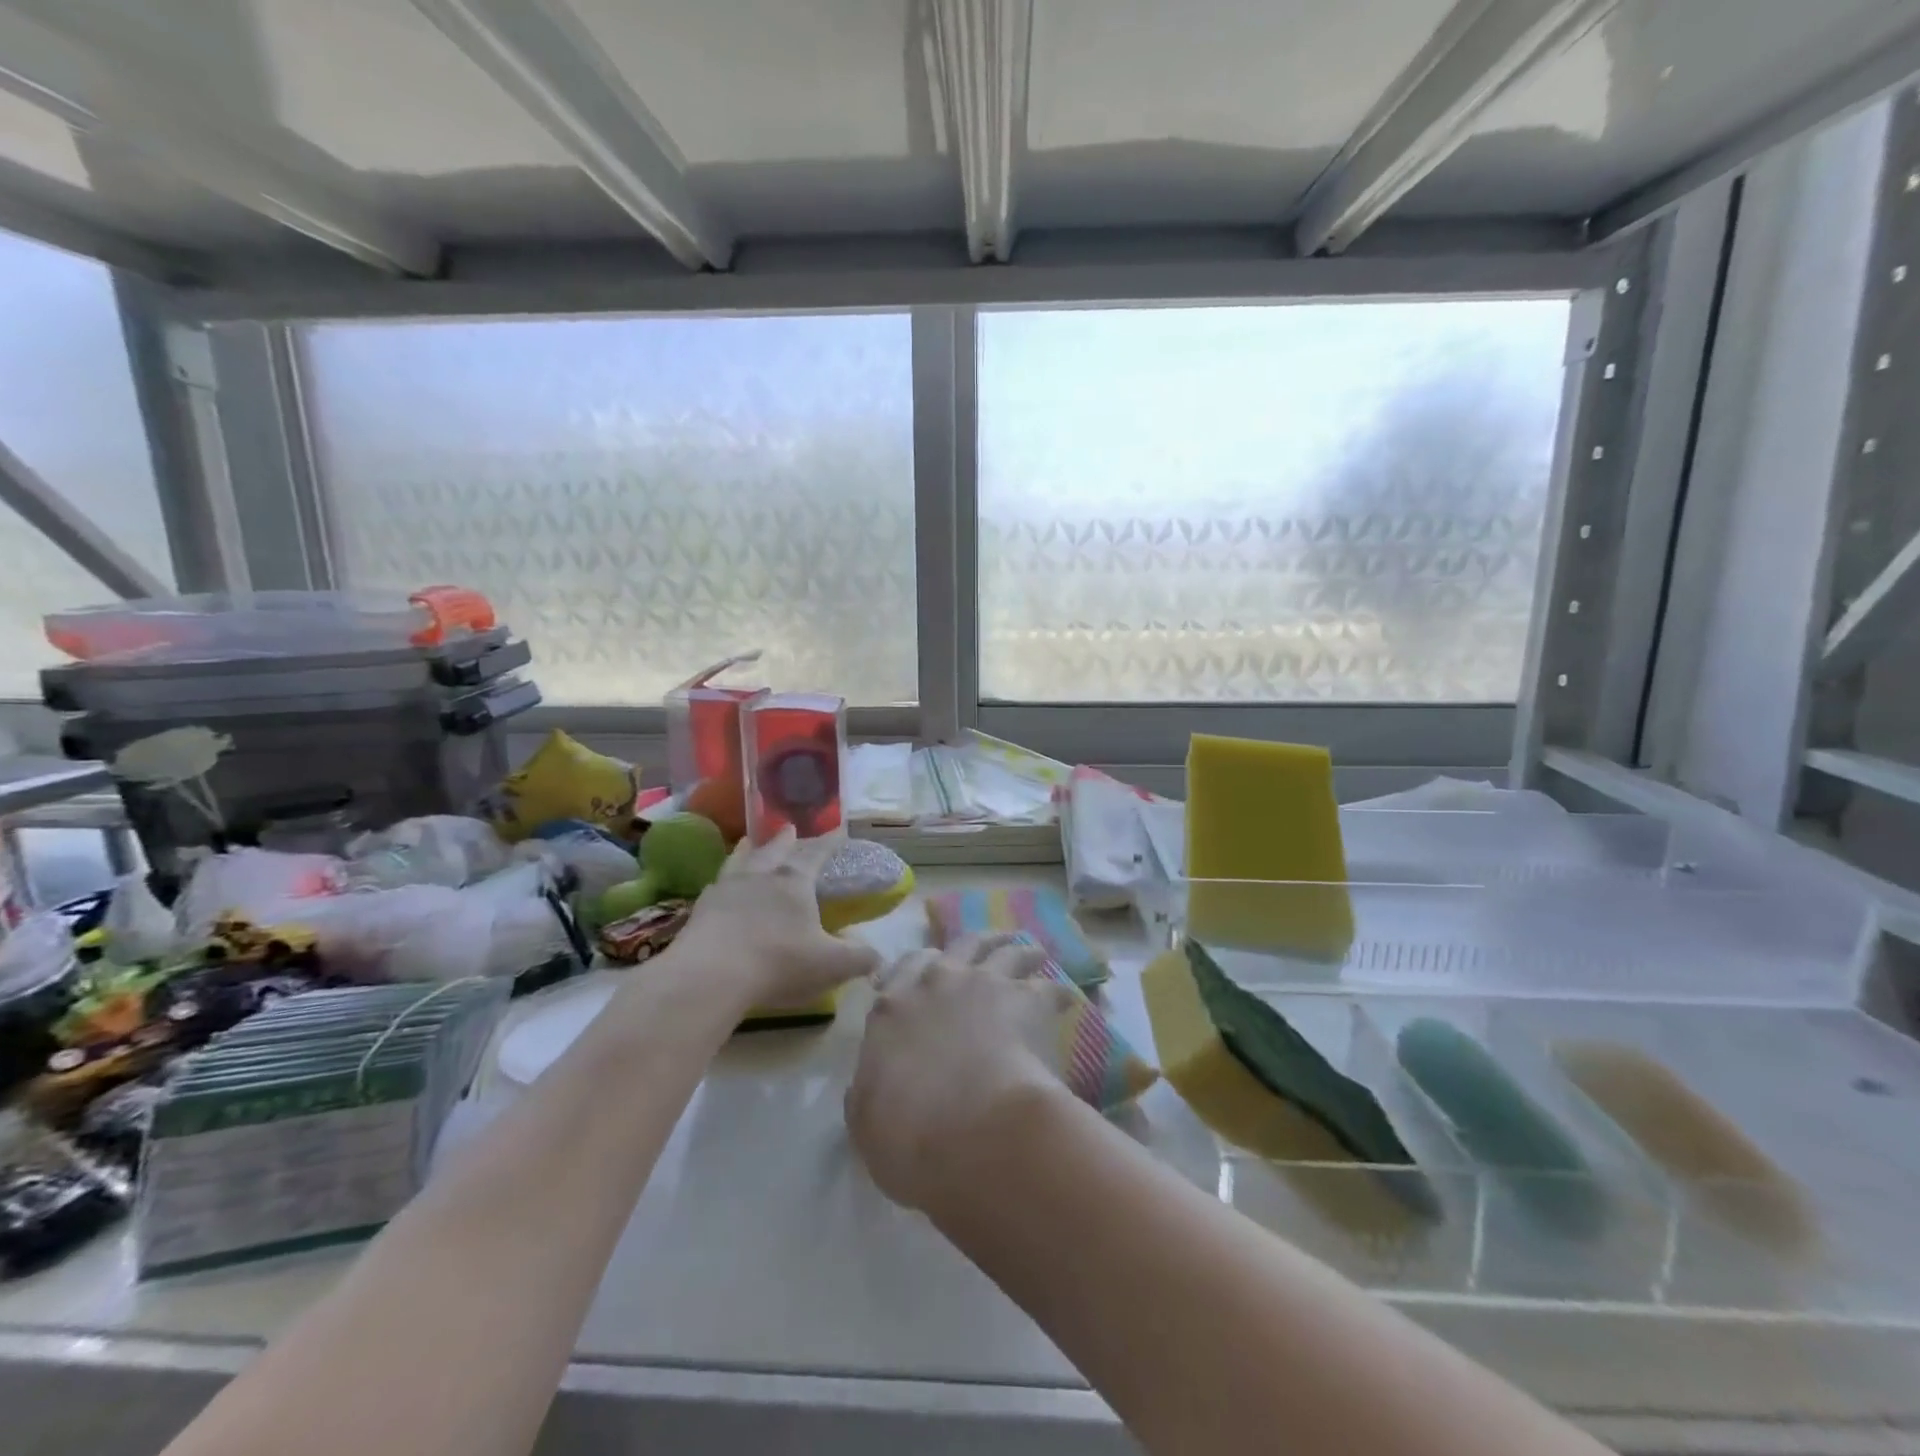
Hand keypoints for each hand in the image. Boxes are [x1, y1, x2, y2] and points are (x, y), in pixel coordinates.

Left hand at [671, 827, 878, 1007]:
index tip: (838, 829)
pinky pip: (716, 885)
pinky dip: (723, 880)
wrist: (710, 975)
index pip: (816, 854)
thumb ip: (858, 958)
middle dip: (785, 840)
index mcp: (794, 882)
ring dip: (748, 851)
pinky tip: (720, 885)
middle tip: (789, 828)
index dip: (829, 842)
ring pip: (740, 861)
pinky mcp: (701, 909)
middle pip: (775, 850)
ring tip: (748, 843)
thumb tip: (878, 956)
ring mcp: (726, 890)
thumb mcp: (831, 965)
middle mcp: (760, 876)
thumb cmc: (778, 962)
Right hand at [845, 934, 1079, 1210]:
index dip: (916, 968)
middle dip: (975, 944)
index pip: (903, 970)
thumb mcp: (865, 1119)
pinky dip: (1057, 992)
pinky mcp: (1028, 999)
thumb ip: (868, 1091)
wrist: (971, 1130)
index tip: (927, 969)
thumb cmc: (908, 1134)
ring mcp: (984, 983)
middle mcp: (937, 981)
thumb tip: (871, 1085)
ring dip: (1018, 950)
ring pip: (1005, 950)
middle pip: (959, 946)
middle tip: (990, 945)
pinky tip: (1066, 999)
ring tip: (1031, 953)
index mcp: (893, 1008)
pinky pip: (1049, 986)